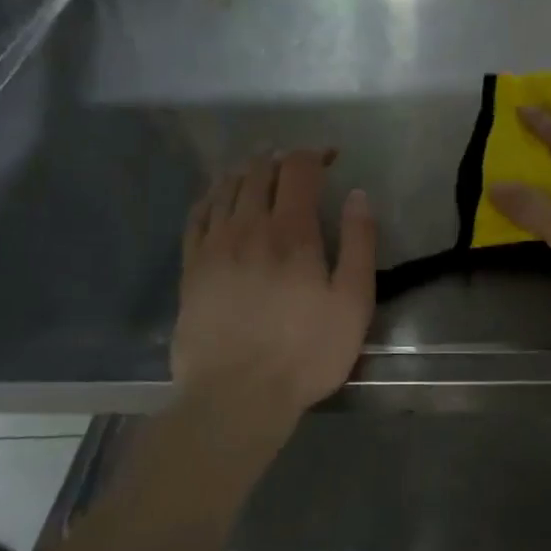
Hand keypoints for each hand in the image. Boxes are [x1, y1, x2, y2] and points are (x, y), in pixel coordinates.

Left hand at [170, 149, 375, 415]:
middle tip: (298, 162)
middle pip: (259, 172)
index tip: (331, 157)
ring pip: (226, 188)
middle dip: (281, 158)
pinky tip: (219, 196)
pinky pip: (197, 216)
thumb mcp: (354, 302)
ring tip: (260, 168)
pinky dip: (212, 195)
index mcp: (292, 233)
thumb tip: (358, 196)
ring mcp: (214, 247)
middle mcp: (249, 228)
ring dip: (246, 170)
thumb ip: (359, 243)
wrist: (237, 396)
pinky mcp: (191, 268)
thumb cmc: (307, 352)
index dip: (315, 154)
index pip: (298, 170)